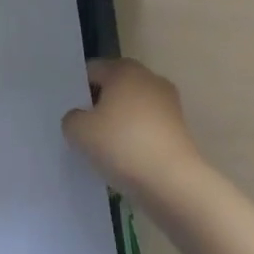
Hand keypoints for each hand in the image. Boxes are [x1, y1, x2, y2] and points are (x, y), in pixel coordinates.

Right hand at [62, 58, 203, 197]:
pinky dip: (138, 141)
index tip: (73, 116)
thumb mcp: (79, 132)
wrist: (175, 184)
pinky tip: (129, 163)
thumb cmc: (123, 146)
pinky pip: (149, 129)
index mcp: (124, 68)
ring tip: (107, 153)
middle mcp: (148, 77)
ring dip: (120, 125)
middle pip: (114, 89)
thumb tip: (81, 118)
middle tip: (86, 133)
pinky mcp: (181, 130)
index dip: (79, 92)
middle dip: (101, 107)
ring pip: (133, 110)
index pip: (92, 71)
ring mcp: (169, 103)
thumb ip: (72, 118)